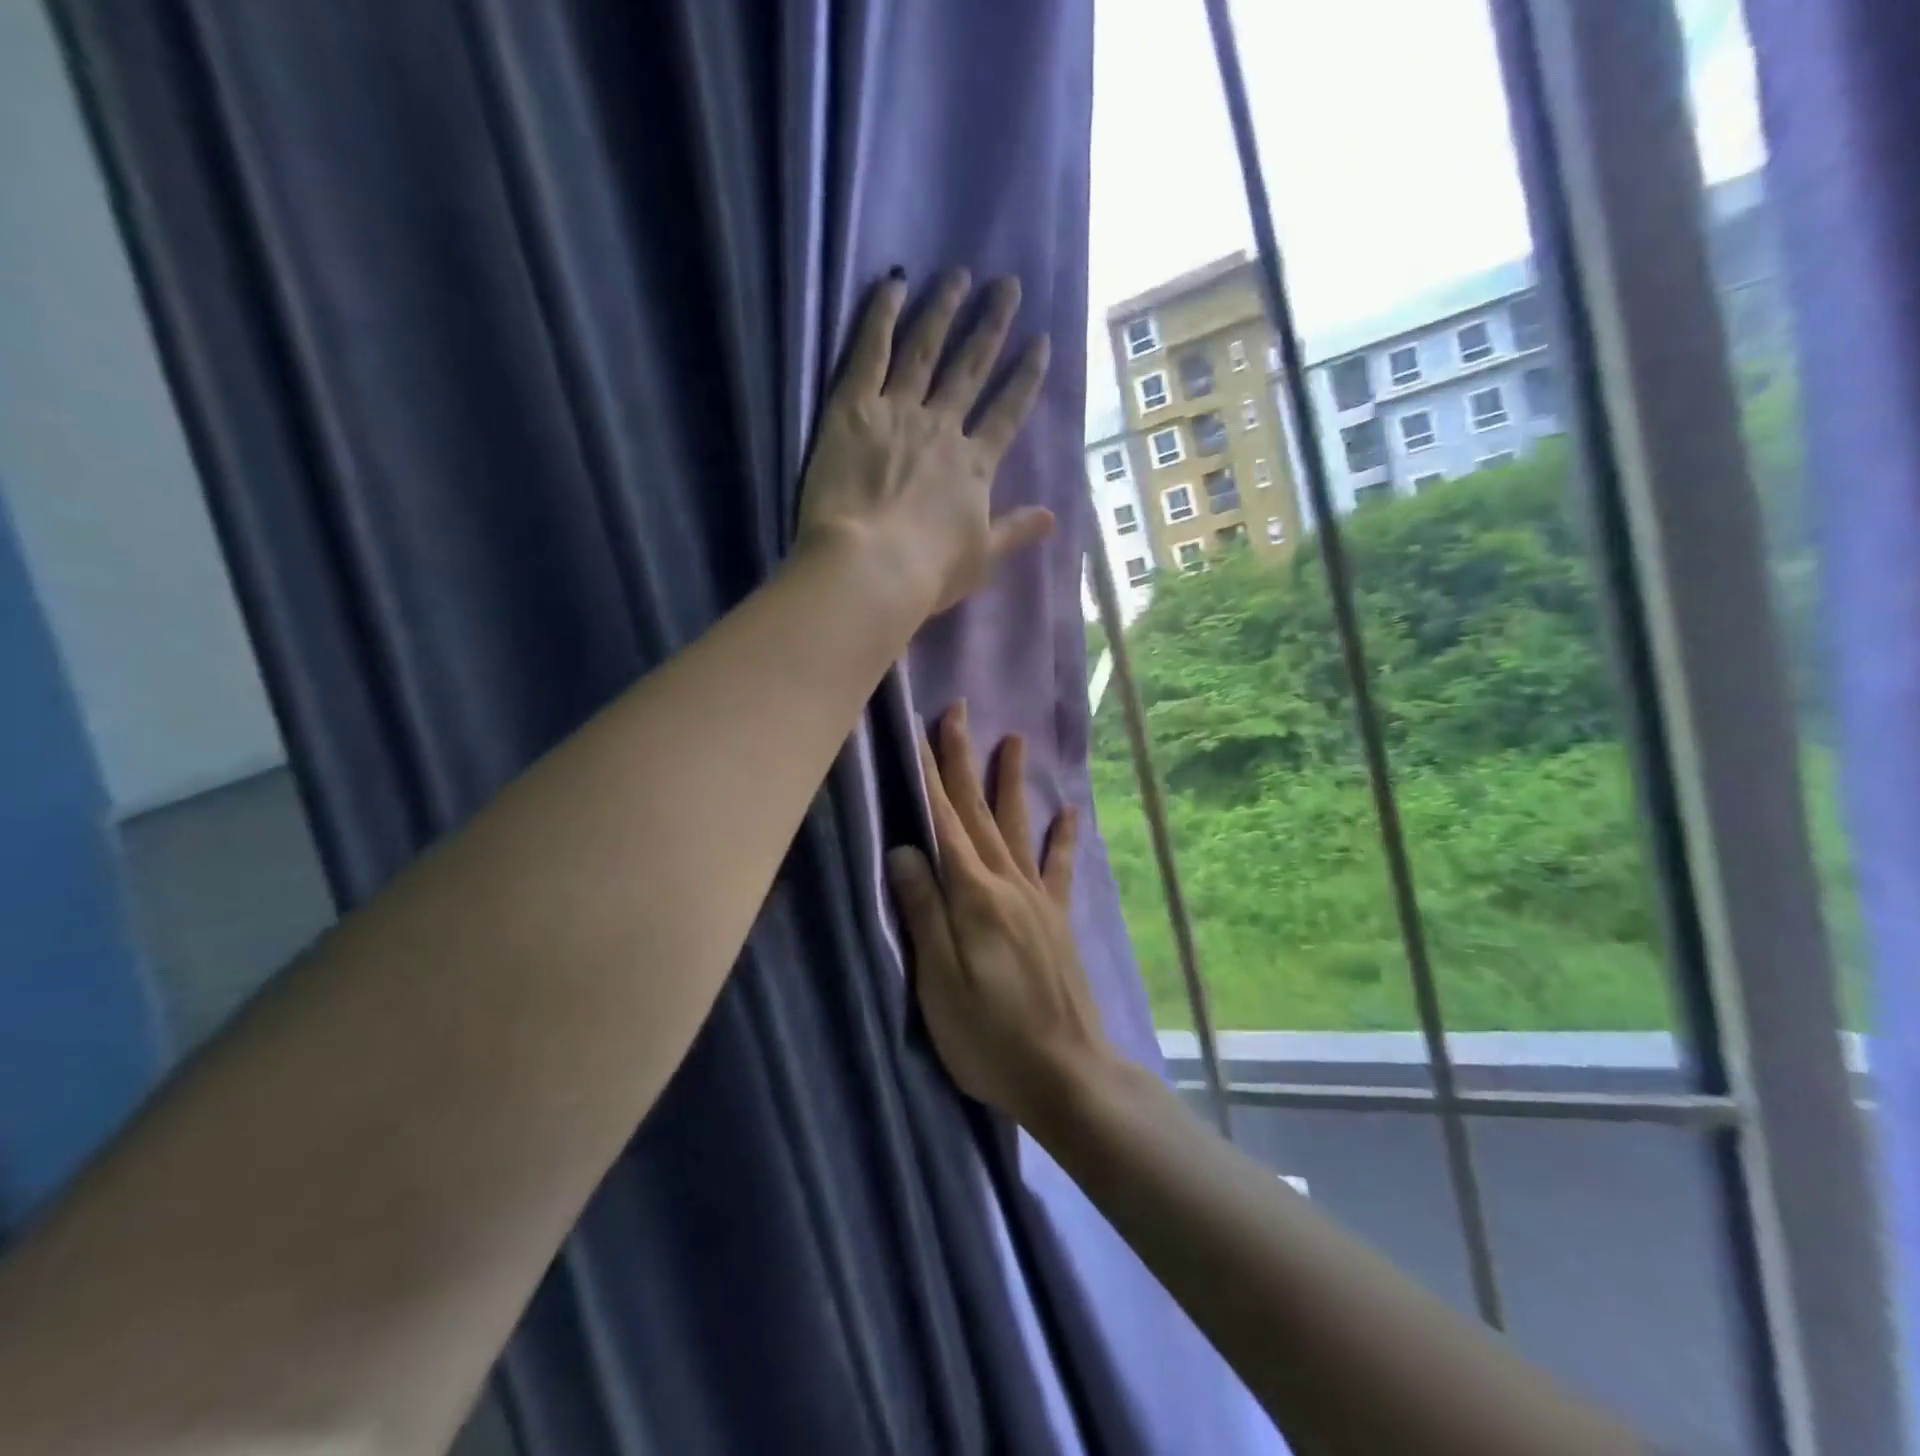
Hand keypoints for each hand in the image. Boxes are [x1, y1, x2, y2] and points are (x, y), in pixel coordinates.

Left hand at [796, 271, 1054, 619]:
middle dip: (992, 326)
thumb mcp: (981, 559)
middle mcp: (943, 428)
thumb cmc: (928, 573)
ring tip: (959, 275)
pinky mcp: (853, 408)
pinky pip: (870, 352)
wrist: (871, 568)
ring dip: (944, 310)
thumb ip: (1015, 531)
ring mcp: (899, 412)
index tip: (1040, 343)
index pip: (1007, 412)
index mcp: (975, 466)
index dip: (1025, 377)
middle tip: (1008, 286)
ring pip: (925, 350)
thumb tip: (1053, 518)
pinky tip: (893, 283)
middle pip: (971, 369)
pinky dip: (881, 316)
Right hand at [886, 704, 1116, 1128]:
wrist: (1067, 1073)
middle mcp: (1007, 884)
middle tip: (957, 712)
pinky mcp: (1056, 919)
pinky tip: (1069, 811)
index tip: (916, 731)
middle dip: (963, 759)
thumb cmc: (989, 1037)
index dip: (927, 775)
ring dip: (1010, 781)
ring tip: (1013, 739)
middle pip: (978, 811)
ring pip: (1016, 826)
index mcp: (972, 896)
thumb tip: (903, 848)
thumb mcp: (939, 983)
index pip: (942, 822)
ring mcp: (1036, 898)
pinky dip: (1064, 836)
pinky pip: (1059, 866)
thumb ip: (923, 912)